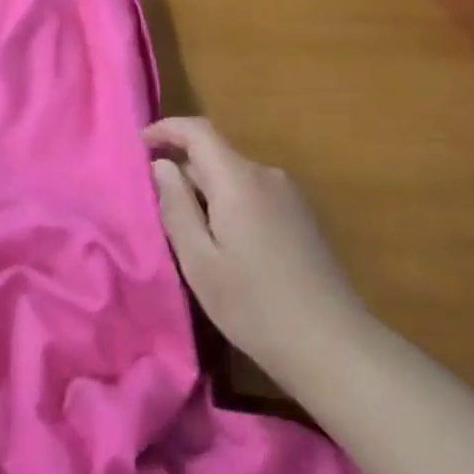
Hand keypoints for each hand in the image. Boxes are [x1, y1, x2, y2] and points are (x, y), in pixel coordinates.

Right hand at [145, 117, 371, 391]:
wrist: (332, 344)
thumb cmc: (254, 306)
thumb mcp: (200, 262)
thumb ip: (176, 207)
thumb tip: (161, 165)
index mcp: (238, 180)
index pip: (198, 131)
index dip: (167, 129)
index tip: (140, 144)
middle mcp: (266, 175)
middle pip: (216, 155)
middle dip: (183, 170)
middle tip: (157, 208)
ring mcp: (289, 194)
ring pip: (235, 177)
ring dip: (207, 192)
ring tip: (190, 235)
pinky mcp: (302, 215)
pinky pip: (254, 194)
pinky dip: (231, 204)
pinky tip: (227, 246)